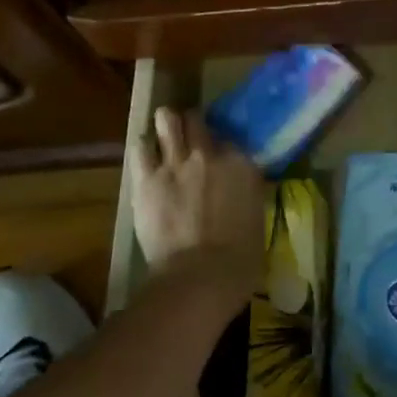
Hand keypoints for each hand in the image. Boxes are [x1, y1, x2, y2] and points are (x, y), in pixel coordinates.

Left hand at [131, 107, 263, 303]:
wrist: (201, 276)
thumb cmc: (240, 259)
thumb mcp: (256, 218)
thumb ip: (245, 195)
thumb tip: (238, 192)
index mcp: (242, 165)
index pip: (229, 139)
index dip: (221, 146)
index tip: (218, 157)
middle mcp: (210, 154)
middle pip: (197, 120)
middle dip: (192, 124)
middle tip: (189, 137)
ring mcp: (176, 163)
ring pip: (167, 120)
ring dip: (166, 125)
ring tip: (164, 135)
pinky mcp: (147, 179)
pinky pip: (140, 147)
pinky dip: (143, 146)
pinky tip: (145, 154)